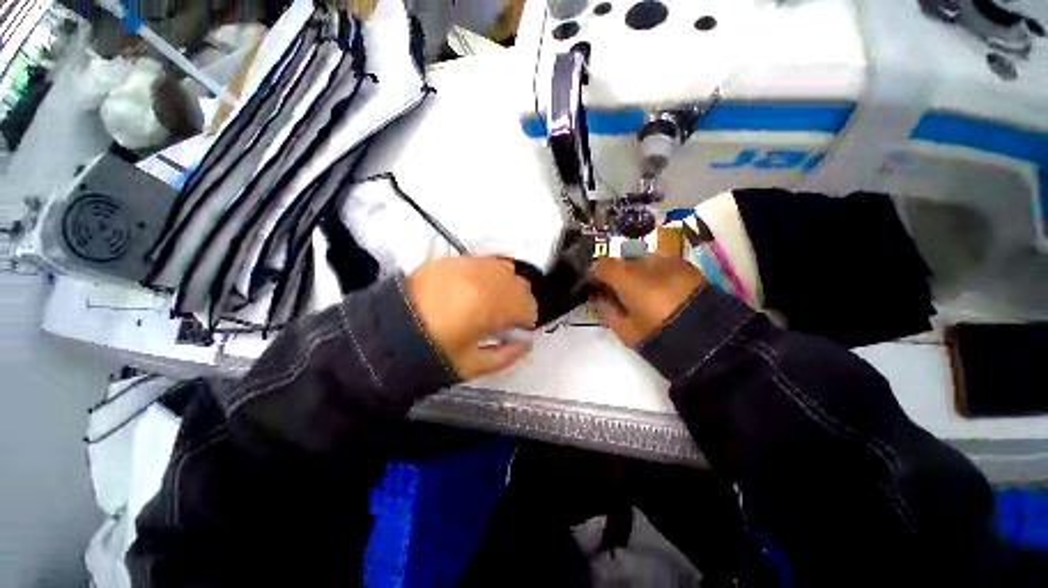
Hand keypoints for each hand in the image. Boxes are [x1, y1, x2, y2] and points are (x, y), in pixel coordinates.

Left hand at [407, 257, 537, 379]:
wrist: (385, 334)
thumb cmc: (432, 353)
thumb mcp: (472, 366)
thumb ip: (507, 355)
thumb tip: (525, 344)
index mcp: (488, 305)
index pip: (527, 305)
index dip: (528, 320)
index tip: (519, 330)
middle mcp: (482, 278)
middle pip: (520, 284)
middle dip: (520, 303)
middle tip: (507, 318)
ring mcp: (466, 265)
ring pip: (505, 268)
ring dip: (507, 286)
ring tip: (493, 302)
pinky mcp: (452, 260)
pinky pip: (484, 262)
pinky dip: (490, 275)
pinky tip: (477, 289)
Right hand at [591, 255, 705, 346]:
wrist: (708, 337)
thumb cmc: (657, 334)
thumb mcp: (624, 329)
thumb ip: (604, 309)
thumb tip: (596, 297)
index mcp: (626, 277)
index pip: (600, 265)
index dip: (594, 276)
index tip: (594, 287)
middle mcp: (644, 262)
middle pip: (620, 261)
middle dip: (615, 274)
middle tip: (617, 292)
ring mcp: (667, 260)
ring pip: (640, 260)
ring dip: (635, 272)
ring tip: (642, 291)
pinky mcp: (685, 264)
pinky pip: (660, 263)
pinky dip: (654, 273)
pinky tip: (661, 289)